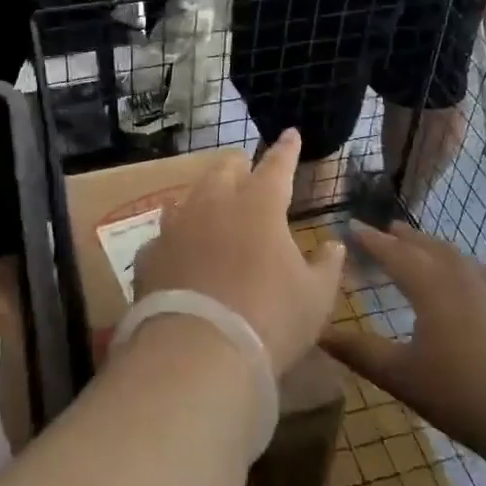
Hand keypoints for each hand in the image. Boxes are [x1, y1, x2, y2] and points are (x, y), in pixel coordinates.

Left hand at [132, 131, 344, 374]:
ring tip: (212, 205)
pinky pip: (166, 234)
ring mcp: (176, 226)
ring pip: (191, 196)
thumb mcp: (315, 297)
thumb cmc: (270, 320)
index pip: (276, 165)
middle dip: (239, 165)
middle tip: (247, 171)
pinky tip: (180, 250)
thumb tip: (334, 244)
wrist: (198, 352)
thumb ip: (327, 265)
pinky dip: (178, 237)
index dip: (286, 149)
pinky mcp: (151, 253)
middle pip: (225, 169)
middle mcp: (214, 203)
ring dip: (205, 196)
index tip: (290, 133)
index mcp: (259, 205)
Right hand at [321, 223, 485, 462]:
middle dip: (409, 239)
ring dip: (444, 252)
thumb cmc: (462, 392)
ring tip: (434, 251)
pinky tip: (482, 294)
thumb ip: (360, 352)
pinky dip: (475, 277)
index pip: (393, 254)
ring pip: (466, 263)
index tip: (354, 226)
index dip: (372, 241)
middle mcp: (465, 280)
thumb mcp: (401, 376)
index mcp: (430, 287)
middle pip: (432, 249)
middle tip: (392, 229)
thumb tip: (320, 332)